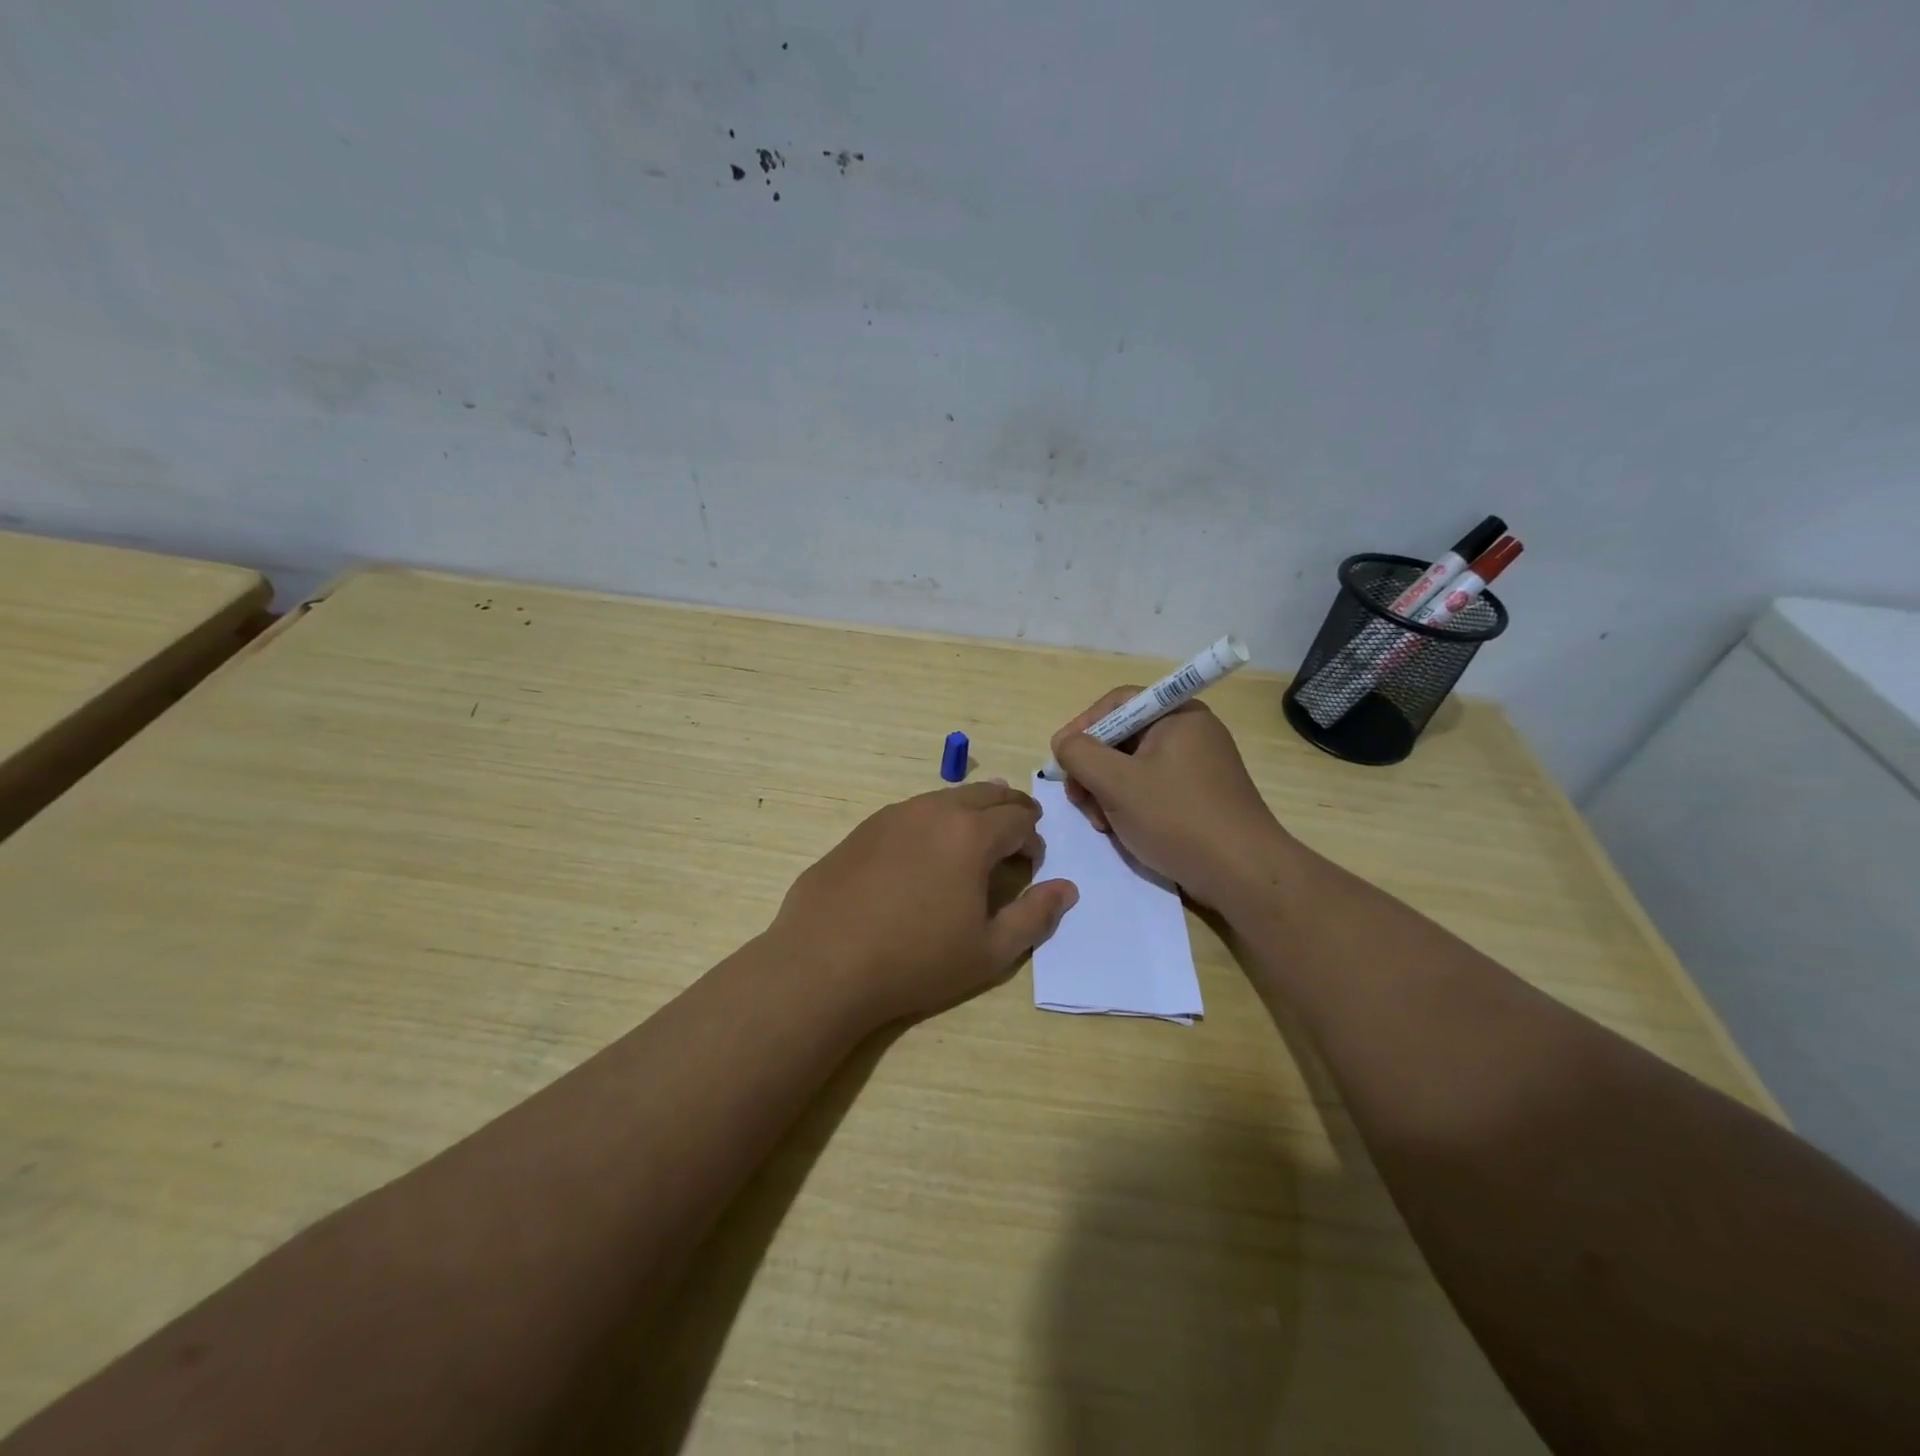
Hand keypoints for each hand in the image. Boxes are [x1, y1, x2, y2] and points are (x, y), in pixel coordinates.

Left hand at [770, 781, 1079, 1026]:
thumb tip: (1066, 889)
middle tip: (1016, 834)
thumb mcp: (989, 951)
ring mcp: (893, 815)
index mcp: (971, 833)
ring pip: (945, 798)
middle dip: (1009, 810)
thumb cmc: (915, 961)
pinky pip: (912, 812)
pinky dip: (933, 821)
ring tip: (974, 837)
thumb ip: (1035, 916)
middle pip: (985, 794)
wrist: (824, 963)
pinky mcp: (863, 829)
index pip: (1019, 818)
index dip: (1034, 839)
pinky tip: (923, 853)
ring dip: (970, 812)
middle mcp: (934, 811)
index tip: (1031, 864)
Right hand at [1050, 689, 1291, 909]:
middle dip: (1093, 769)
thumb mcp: (1116, 783)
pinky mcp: (1199, 796)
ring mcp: (1198, 766)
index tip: (1060, 760)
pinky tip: (1122, 831)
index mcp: (1178, 715)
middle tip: (1078, 800)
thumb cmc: (1177, 818)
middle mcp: (1190, 732)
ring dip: (1107, 792)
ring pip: (1133, 767)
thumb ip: (1080, 754)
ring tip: (1102, 824)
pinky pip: (1152, 788)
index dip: (1082, 727)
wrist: (1243, 874)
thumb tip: (1064, 743)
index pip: (1117, 704)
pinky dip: (1130, 805)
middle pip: (1122, 737)